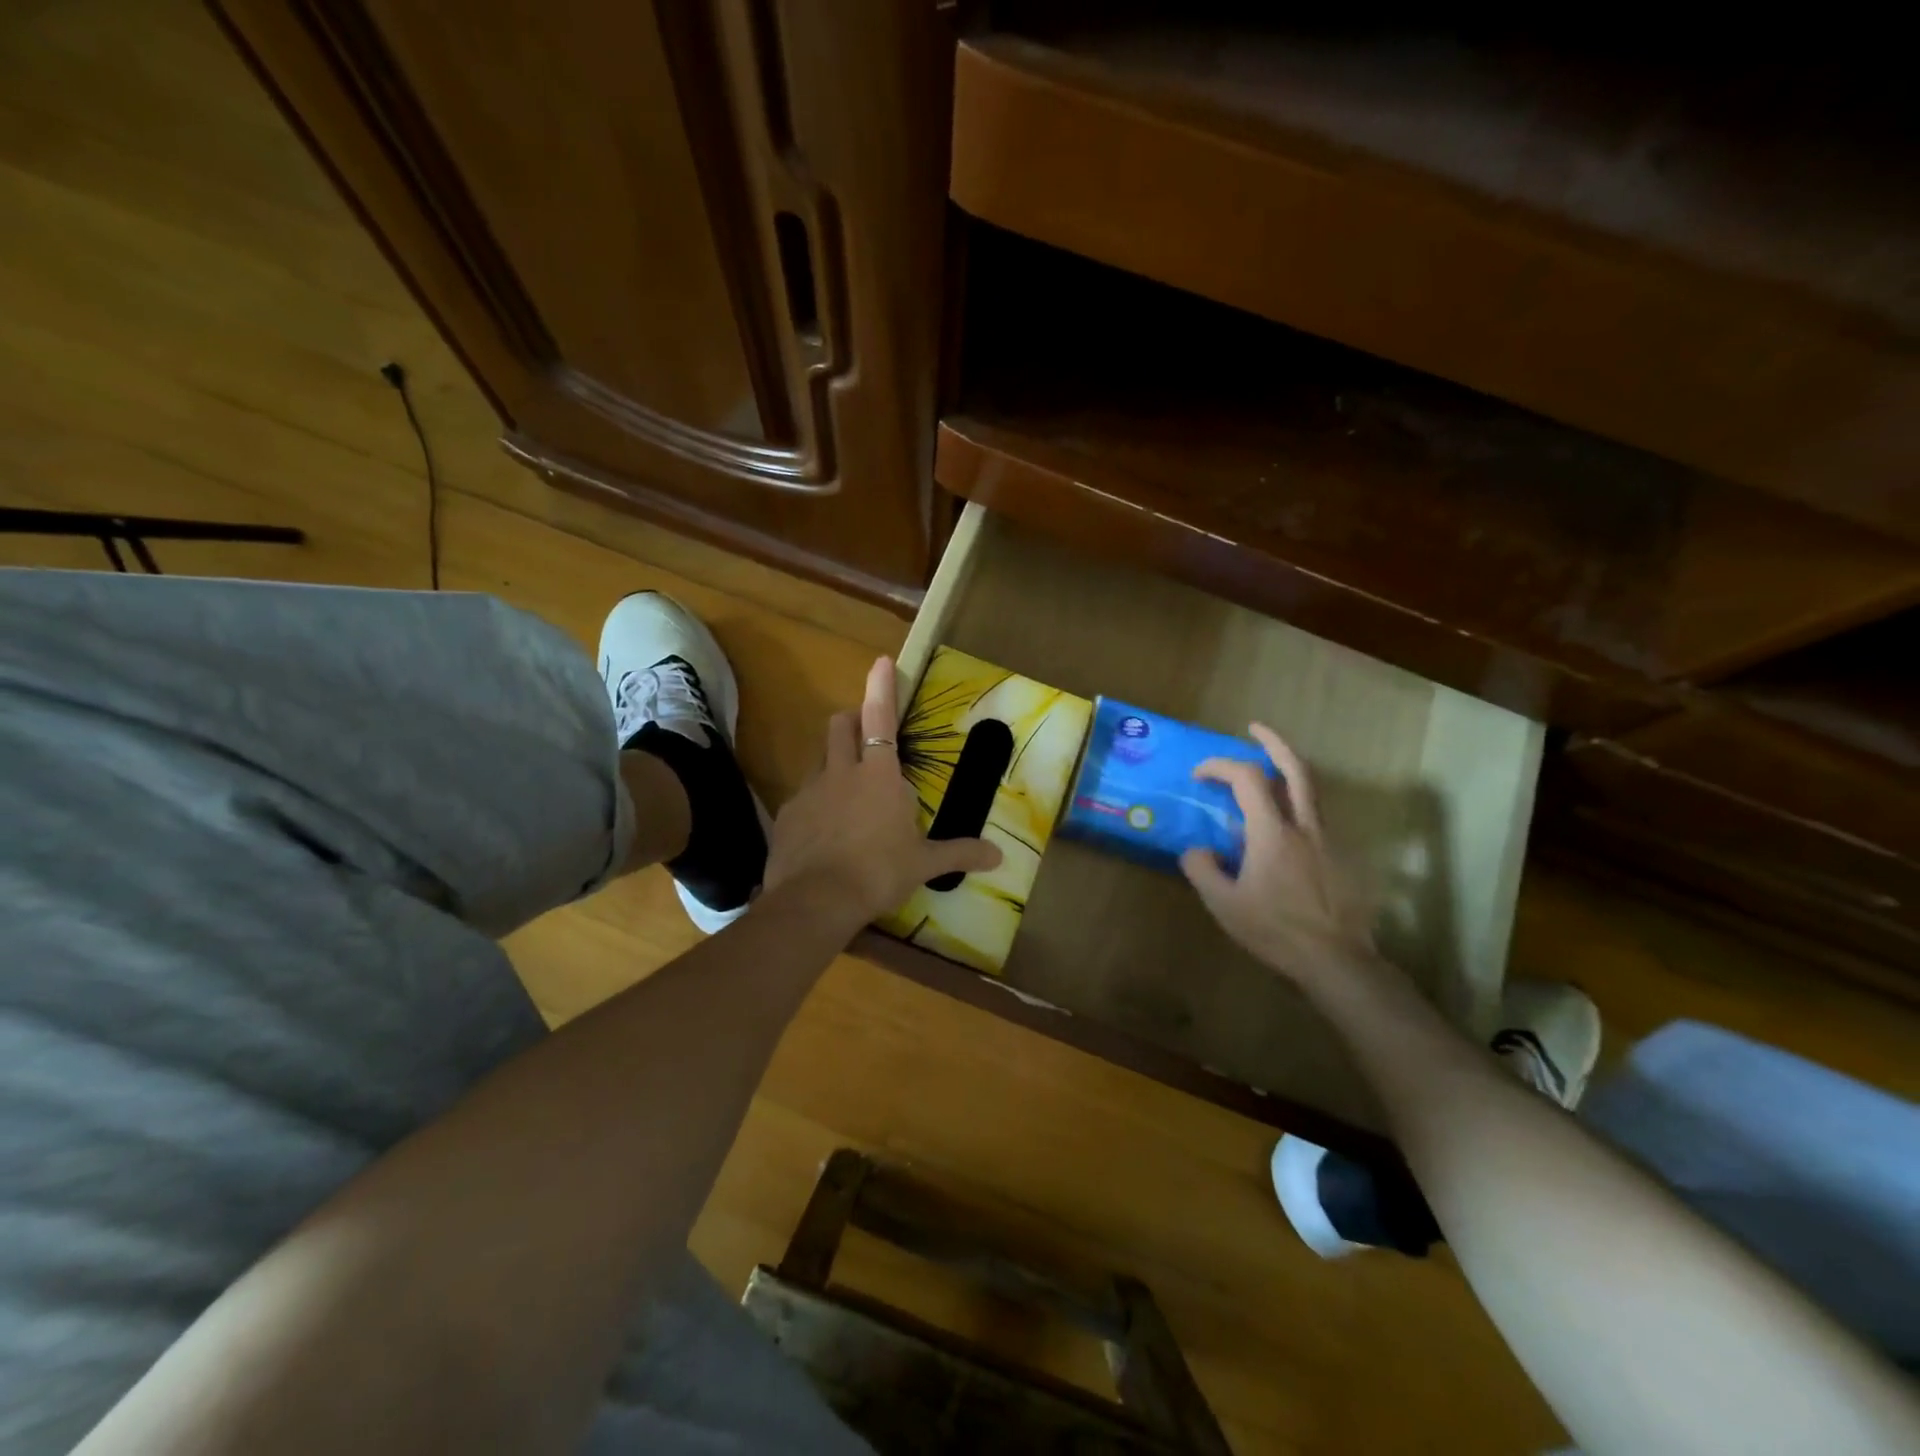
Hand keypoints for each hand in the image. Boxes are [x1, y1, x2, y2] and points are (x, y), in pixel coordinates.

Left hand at [765, 656, 1001, 924]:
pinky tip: (824, 831)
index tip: (881, 661)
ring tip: (849, 793)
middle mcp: (841, 772)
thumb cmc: (878, 872)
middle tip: (866, 734)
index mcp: (879, 775)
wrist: (816, 900)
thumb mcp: (923, 864)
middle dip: (852, 719)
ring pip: (820, 759)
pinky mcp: (787, 815)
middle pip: (841, 725)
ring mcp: (810, 791)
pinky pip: (804, 797)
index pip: (880, 717)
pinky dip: (817, 803)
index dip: (881, 687)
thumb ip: (959, 853)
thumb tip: (999, 856)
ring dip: (835, 762)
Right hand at [1180, 725, 1373, 988]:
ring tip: (1267, 773)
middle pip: (1295, 769)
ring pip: (1311, 791)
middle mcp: (1304, 826)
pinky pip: (1316, 819)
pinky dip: (1296, 807)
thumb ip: (1203, 869)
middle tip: (1254, 728)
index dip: (1220, 766)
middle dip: (1274, 743)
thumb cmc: (1275, 931)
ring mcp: (1328, 840)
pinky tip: (1281, 829)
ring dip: (1288, 772)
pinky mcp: (1341, 858)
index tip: (1199, 775)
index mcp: (1272, 832)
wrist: (1336, 961)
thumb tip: (1198, 850)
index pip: (1247, 778)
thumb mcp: (1224, 904)